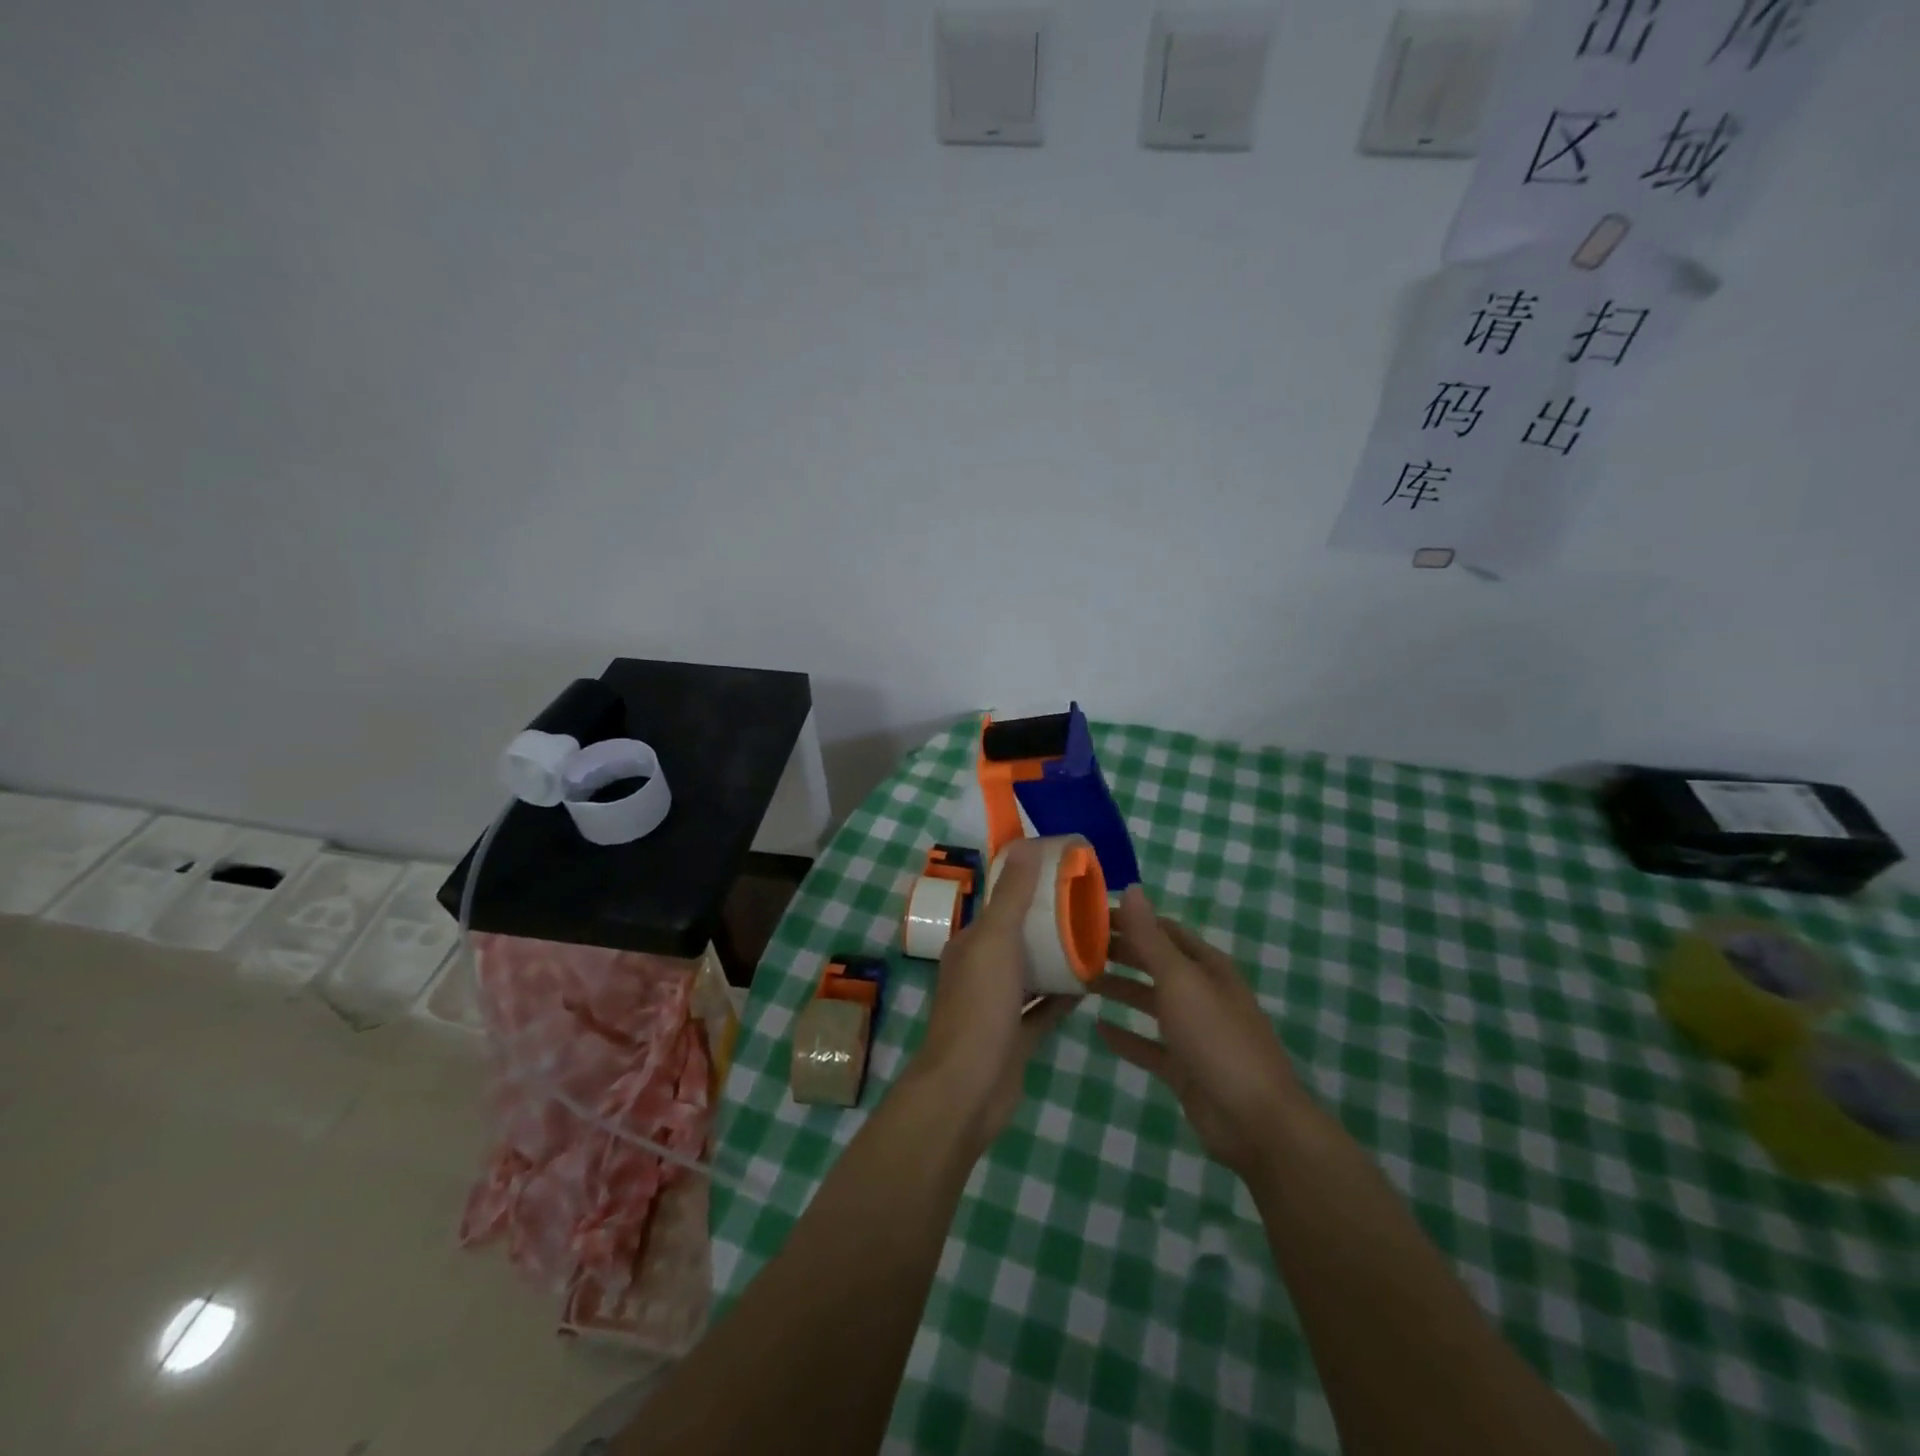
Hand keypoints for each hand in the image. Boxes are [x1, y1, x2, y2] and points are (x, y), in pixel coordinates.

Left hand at [907, 840, 1074, 1147]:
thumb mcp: (996, 941)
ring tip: (1096, 941)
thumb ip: (1011, 896)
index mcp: (971, 943)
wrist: (968, 1089)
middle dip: (1049, 923)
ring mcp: (997, 1006)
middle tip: (1091, 910)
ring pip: (1032, 973)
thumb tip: (1024, 844)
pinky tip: (1091, 985)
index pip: (1001, 904)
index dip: (1029, 888)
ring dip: (1057, 958)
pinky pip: (1042, 1009)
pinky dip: (1063, 996)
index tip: (1066, 876)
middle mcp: (980, 970)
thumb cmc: (980, 1007)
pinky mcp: (1015, 1037)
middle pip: (1019, 938)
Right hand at [1093, 885, 1308, 1177]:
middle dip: (1120, 951)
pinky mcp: (1184, 1067)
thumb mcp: (1180, 980)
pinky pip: (1148, 1045)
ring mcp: (1194, 1032)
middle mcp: (1201, 993)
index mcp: (1206, 966)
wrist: (1254, 1120)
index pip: (1163, 930)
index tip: (1088, 914)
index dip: (1129, 919)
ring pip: (1150, 1001)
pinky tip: (1098, 1028)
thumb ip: (1151, 938)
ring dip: (1119, 989)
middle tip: (1074, 945)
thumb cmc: (1216, 1038)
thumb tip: (1132, 888)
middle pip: (1155, 963)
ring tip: (1080, 980)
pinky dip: (1126, 1035)